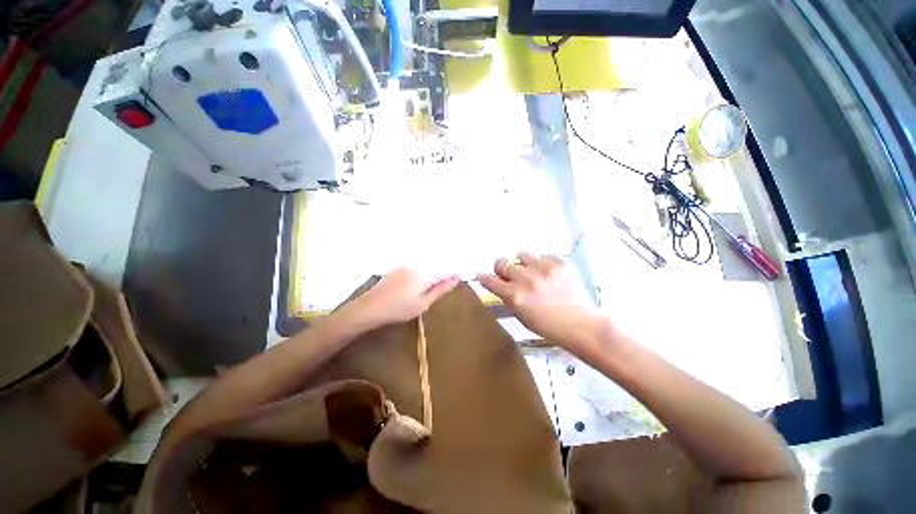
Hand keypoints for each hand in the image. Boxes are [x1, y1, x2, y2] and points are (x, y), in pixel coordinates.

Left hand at [351, 268, 459, 328]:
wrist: (369, 308)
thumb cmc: (399, 309)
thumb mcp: (423, 304)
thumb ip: (440, 290)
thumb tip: (456, 279)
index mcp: (425, 274)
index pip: (446, 270)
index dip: (454, 274)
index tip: (460, 279)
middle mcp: (416, 265)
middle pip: (436, 267)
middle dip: (443, 274)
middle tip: (446, 286)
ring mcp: (405, 266)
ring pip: (426, 267)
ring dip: (432, 275)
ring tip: (430, 289)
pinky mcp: (398, 269)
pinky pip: (416, 269)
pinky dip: (421, 275)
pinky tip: (416, 287)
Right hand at [477, 253, 604, 350]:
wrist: (581, 325)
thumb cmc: (548, 326)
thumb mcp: (520, 316)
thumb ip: (507, 297)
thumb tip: (498, 283)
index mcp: (514, 296)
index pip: (489, 279)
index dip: (484, 276)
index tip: (483, 275)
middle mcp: (526, 279)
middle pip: (502, 262)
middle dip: (503, 270)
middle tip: (512, 276)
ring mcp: (544, 268)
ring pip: (522, 254)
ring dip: (523, 264)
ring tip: (533, 272)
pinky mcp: (559, 263)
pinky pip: (543, 256)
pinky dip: (542, 264)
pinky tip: (550, 275)